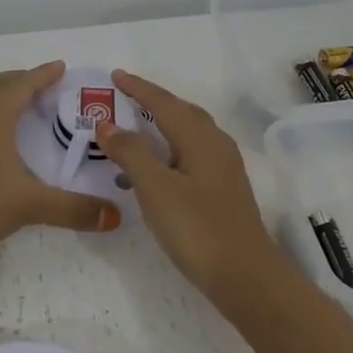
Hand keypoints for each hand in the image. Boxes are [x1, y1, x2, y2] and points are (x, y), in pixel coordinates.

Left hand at [0, 62, 121, 270]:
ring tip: (30, 110)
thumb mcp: (29, 204)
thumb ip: (73, 209)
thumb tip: (116, 215)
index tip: (61, 67)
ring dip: (6, 98)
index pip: (21, 84)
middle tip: (47, 85)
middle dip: (22, 80)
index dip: (42, 74)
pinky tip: (6, 144)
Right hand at [95, 70, 285, 305]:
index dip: (139, 89)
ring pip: (190, 133)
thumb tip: (107, 123)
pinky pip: (192, 153)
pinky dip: (171, 148)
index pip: (164, 103)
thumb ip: (130, 152)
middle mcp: (216, 146)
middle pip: (182, 112)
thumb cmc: (197, 227)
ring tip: (138, 125)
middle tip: (126, 95)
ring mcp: (224, 169)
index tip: (115, 75)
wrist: (245, 276)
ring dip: (164, 123)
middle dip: (154, 101)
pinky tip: (159, 167)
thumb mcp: (155, 188)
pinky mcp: (224, 191)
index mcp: (200, 138)